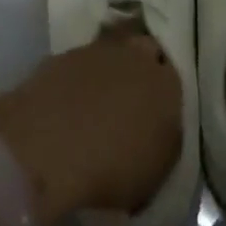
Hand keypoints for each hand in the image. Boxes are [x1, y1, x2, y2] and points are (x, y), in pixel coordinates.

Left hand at [0, 31, 181, 219]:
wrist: (47, 146)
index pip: (177, 78)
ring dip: (107, 73)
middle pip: (145, 53)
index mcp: (169, 84)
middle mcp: (136, 56)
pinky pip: (77, 65)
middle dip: (141, 71)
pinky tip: (67, 106)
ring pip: (110, 55)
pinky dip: (76, 81)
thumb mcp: (157, 174)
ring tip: (96, 106)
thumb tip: (158, 136)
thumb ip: (164, 145)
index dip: (167, 94)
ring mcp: (96, 52)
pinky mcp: (60, 56)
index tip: (159, 113)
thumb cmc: (112, 168)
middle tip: (132, 101)